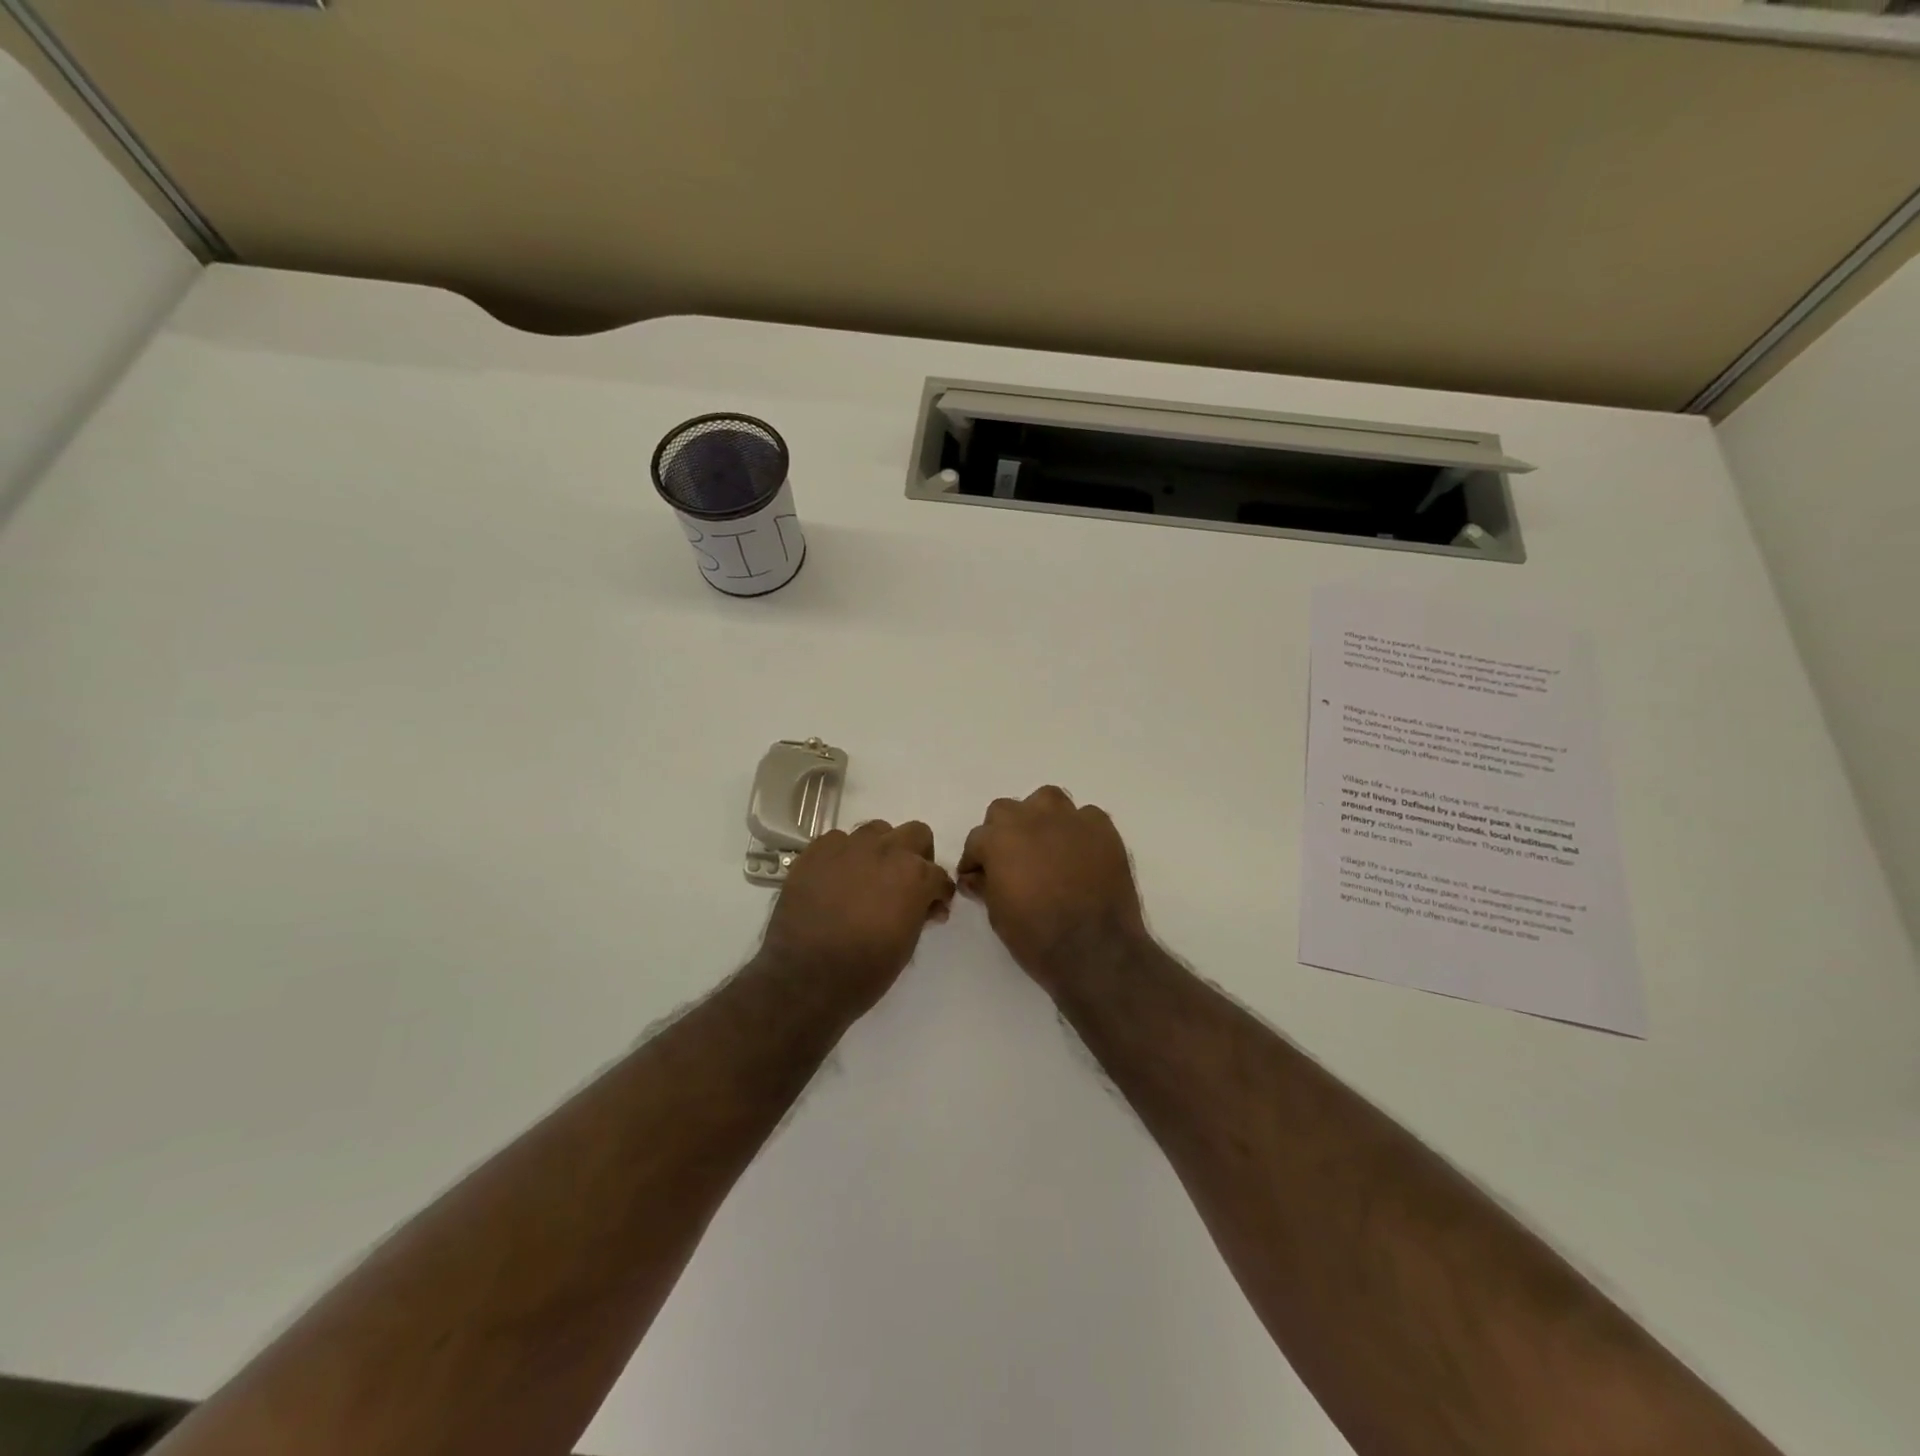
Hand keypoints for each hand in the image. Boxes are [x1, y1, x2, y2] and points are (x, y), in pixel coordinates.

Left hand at [759, 820, 955, 1013]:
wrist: (804, 978)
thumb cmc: (864, 970)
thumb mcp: (906, 946)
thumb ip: (920, 914)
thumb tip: (928, 905)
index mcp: (914, 875)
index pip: (939, 875)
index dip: (938, 893)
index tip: (931, 907)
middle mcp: (885, 850)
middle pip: (915, 834)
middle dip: (917, 856)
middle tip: (905, 883)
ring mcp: (848, 846)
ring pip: (876, 830)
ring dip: (880, 850)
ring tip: (868, 878)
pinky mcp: (816, 851)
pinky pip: (838, 841)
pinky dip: (844, 856)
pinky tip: (836, 881)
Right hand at [957, 786, 1148, 991]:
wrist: (1096, 951)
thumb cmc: (1037, 937)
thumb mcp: (998, 916)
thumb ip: (986, 886)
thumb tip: (976, 877)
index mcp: (1000, 839)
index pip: (977, 839)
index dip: (975, 859)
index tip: (977, 876)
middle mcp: (1032, 819)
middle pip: (1007, 810)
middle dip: (1003, 832)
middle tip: (1011, 859)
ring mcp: (1070, 820)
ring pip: (1047, 800)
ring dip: (1040, 817)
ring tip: (1045, 843)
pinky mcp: (1103, 829)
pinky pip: (1085, 817)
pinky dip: (1078, 830)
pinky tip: (1080, 852)